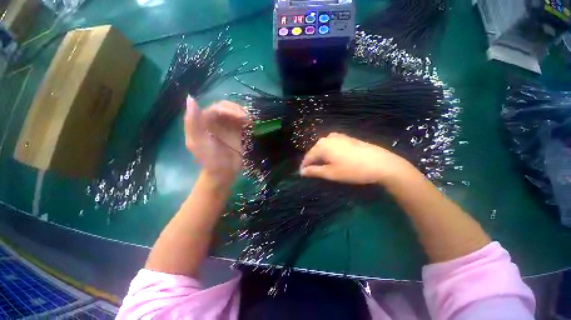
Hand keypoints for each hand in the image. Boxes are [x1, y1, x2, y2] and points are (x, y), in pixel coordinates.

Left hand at [184, 97, 249, 186]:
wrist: (223, 173)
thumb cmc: (210, 160)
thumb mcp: (198, 143)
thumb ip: (193, 122)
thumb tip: (191, 99)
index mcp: (203, 122)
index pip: (216, 108)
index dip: (229, 110)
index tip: (241, 118)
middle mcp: (214, 121)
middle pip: (226, 107)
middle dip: (237, 110)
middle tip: (247, 120)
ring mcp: (226, 126)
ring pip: (234, 112)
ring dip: (243, 114)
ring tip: (250, 122)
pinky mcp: (236, 132)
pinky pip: (241, 121)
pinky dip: (246, 120)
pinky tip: (250, 124)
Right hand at [300, 133, 419, 185]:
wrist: (381, 163)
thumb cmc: (352, 170)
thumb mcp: (331, 173)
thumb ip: (314, 171)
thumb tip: (302, 172)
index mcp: (322, 145)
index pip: (308, 156)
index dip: (304, 166)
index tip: (302, 174)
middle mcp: (328, 138)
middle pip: (315, 151)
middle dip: (313, 161)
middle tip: (312, 172)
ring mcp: (339, 136)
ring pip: (324, 147)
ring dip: (321, 156)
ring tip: (322, 166)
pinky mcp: (347, 138)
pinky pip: (332, 145)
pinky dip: (330, 152)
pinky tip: (334, 158)